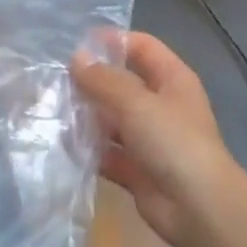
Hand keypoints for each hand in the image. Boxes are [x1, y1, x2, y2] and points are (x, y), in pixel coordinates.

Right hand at [72, 32, 236, 246]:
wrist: (196, 205)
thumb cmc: (172, 142)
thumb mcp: (137, 103)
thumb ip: (104, 80)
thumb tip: (77, 58)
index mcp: (172, 80)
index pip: (142, 47)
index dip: (112, 41)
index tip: (75, 44)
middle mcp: (161, 105)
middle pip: (123, 84)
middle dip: (91, 82)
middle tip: (53, 81)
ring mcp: (149, 139)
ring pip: (112, 121)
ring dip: (86, 117)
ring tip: (50, 111)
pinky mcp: (136, 168)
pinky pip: (107, 153)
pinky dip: (88, 151)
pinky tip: (61, 145)